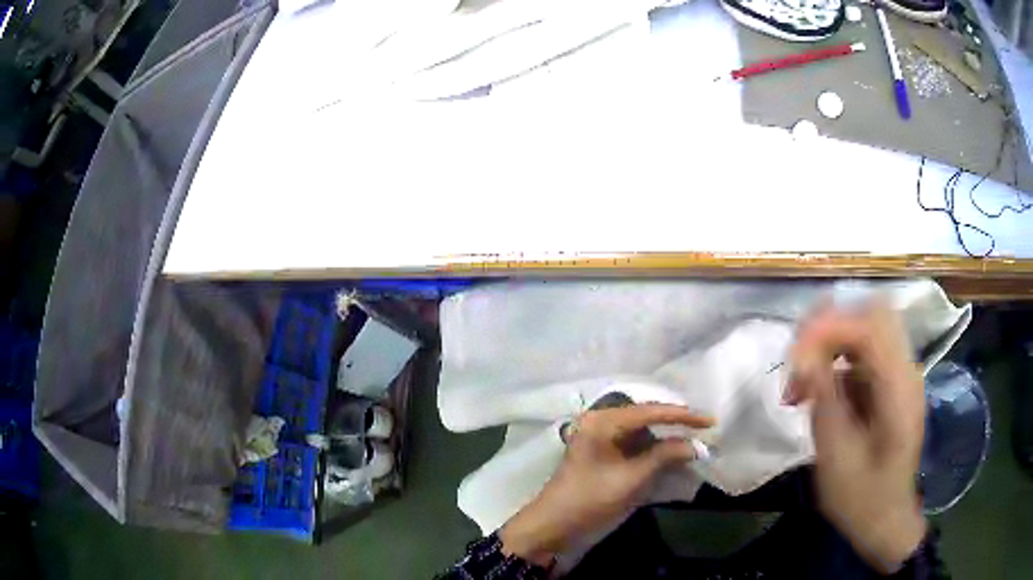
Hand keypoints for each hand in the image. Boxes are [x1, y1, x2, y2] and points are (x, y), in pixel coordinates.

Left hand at [499, 404, 714, 565]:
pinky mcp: (602, 454)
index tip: (710, 421)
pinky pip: (633, 444)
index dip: (683, 415)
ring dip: (666, 437)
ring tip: (694, 439)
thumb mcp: (631, 479)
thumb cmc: (590, 500)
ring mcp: (599, 438)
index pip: (650, 411)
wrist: (553, 527)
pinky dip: (653, 449)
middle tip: (704, 428)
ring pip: (641, 431)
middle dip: (675, 424)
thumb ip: (664, 456)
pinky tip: (672, 452)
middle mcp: (600, 422)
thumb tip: (696, 445)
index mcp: (603, 421)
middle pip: (646, 417)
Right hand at [786, 301, 927, 572]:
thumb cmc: (860, 497)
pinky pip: (865, 354)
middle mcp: (906, 370)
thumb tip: (802, 354)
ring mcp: (902, 375)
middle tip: (798, 357)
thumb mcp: (836, 454)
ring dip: (831, 345)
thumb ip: (824, 397)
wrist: (885, 520)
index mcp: (899, 388)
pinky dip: (838, 362)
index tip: (793, 355)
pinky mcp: (893, 384)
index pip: (870, 325)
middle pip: (872, 314)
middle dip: (830, 326)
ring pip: (867, 330)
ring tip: (802, 384)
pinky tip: (818, 393)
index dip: (829, 327)